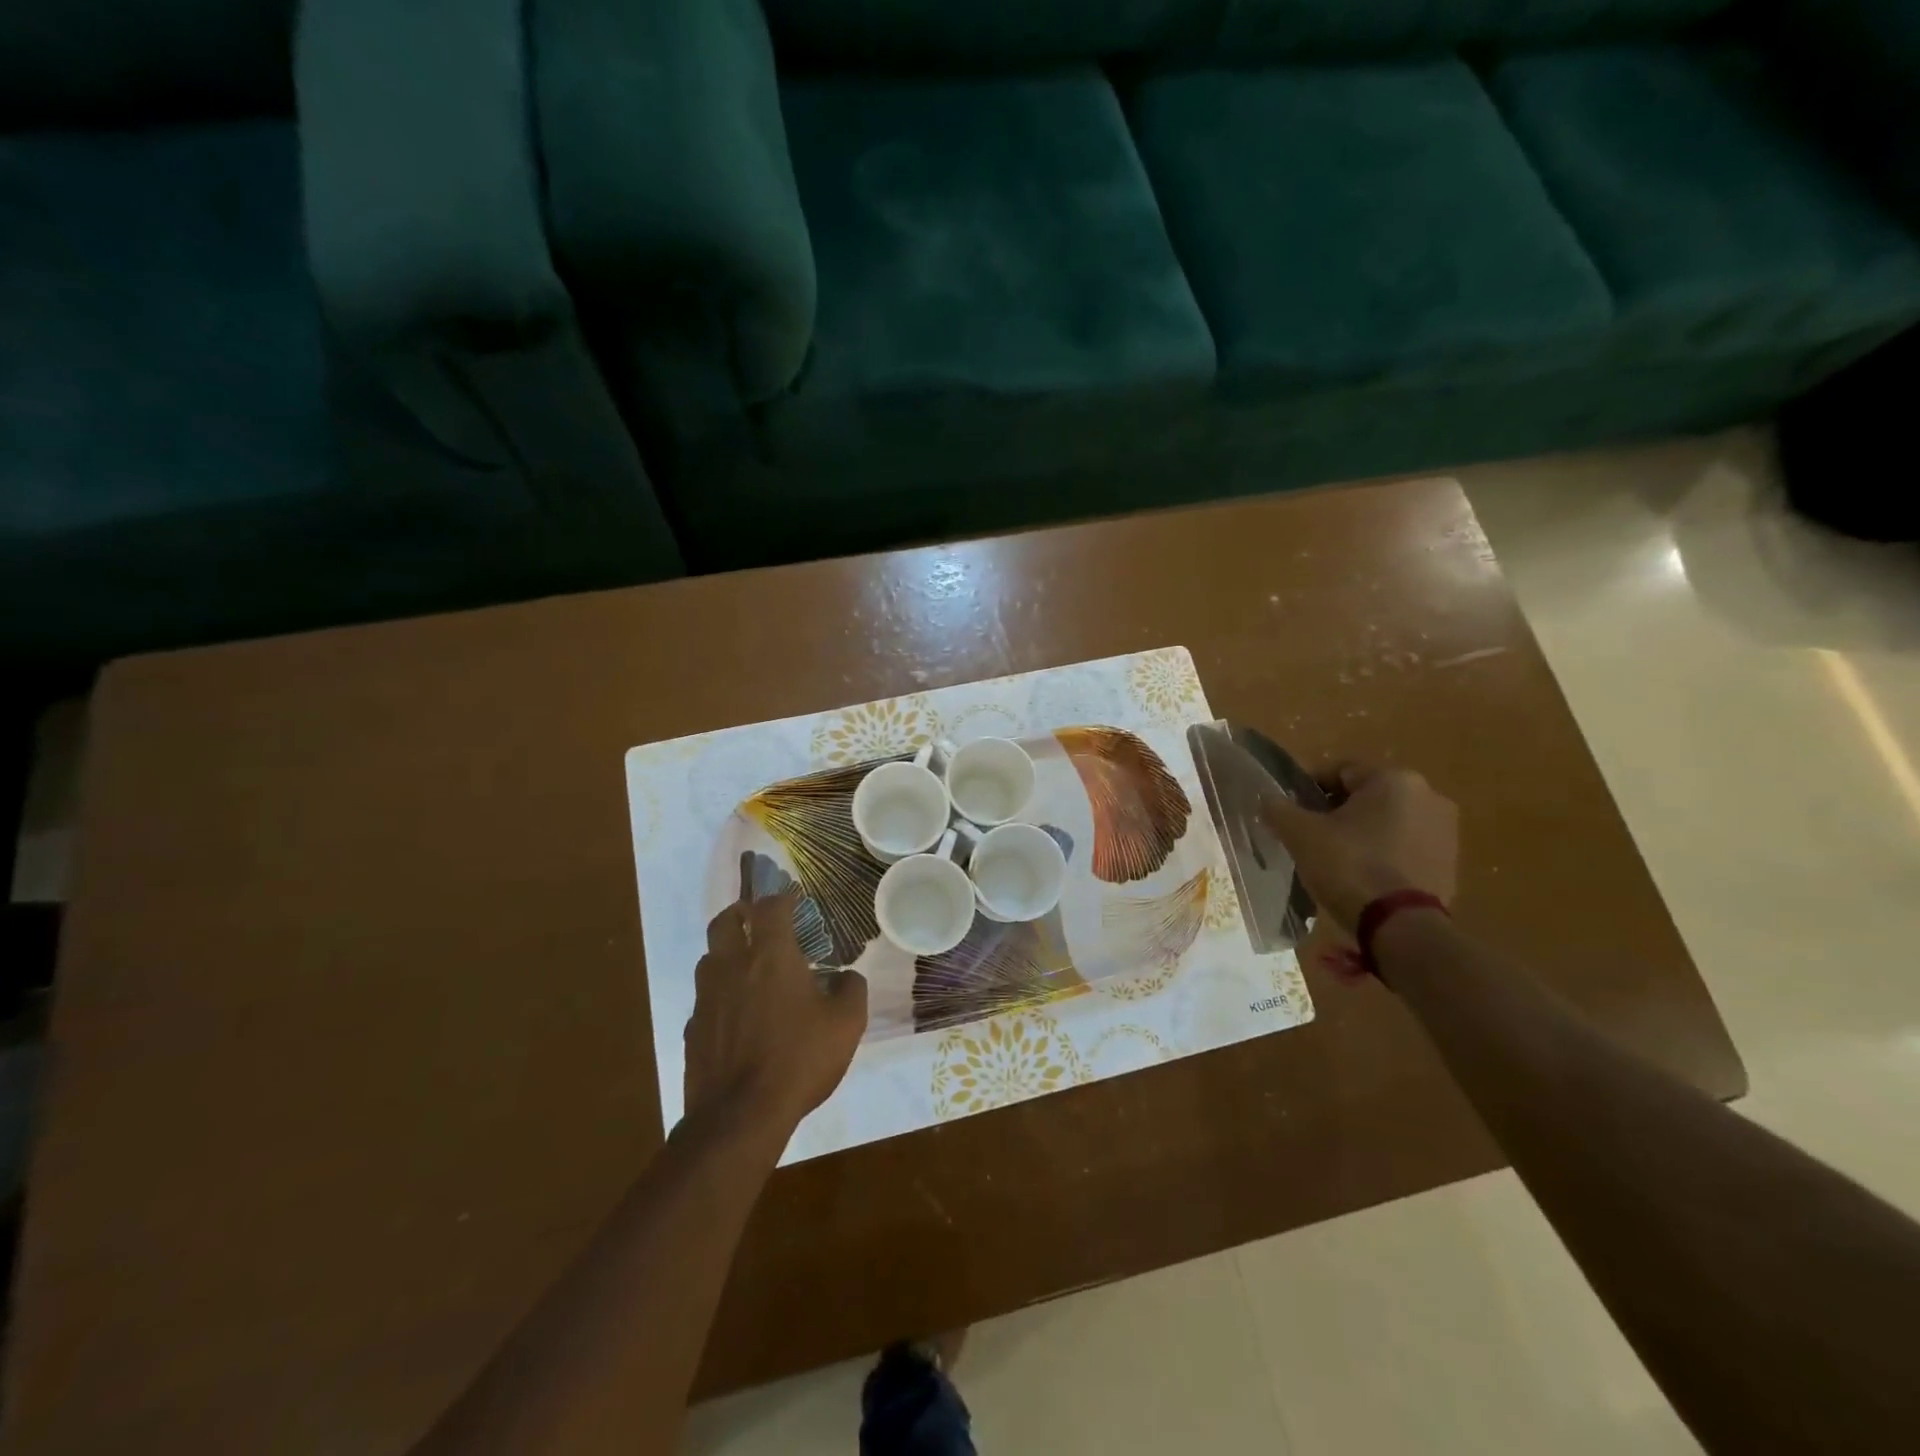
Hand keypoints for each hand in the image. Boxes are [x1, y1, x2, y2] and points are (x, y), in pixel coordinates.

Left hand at [684, 891, 868, 1135]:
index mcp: (771, 956)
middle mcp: (733, 966)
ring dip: (726, 951)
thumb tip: (848, 976)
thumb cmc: (799, 1059)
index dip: (782, 899)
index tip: (794, 902)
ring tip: (747, 965)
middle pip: (725, 921)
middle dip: (741, 913)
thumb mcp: (846, 1024)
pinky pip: (704, 997)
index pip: (770, 907)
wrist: (739, 1116)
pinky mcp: (692, 1028)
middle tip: (757, 919)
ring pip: (709, 957)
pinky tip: (735, 1013)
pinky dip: (718, 993)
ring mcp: (706, 997)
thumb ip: (852, 990)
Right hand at [1259, 763, 1457, 961]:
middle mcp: (1429, 796)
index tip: (1290, 812)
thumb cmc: (1349, 866)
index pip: (1340, 771)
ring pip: (1387, 823)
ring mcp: (1445, 832)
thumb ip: (1278, 809)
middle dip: (1337, 813)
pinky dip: (1383, 855)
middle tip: (1310, 838)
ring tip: (1335, 861)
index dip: (1309, 789)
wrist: (1401, 926)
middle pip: (1366, 797)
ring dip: (1362, 834)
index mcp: (1394, 779)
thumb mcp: (1300, 834)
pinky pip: (1405, 848)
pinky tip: (1362, 878)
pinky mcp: (1451, 864)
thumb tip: (1266, 798)